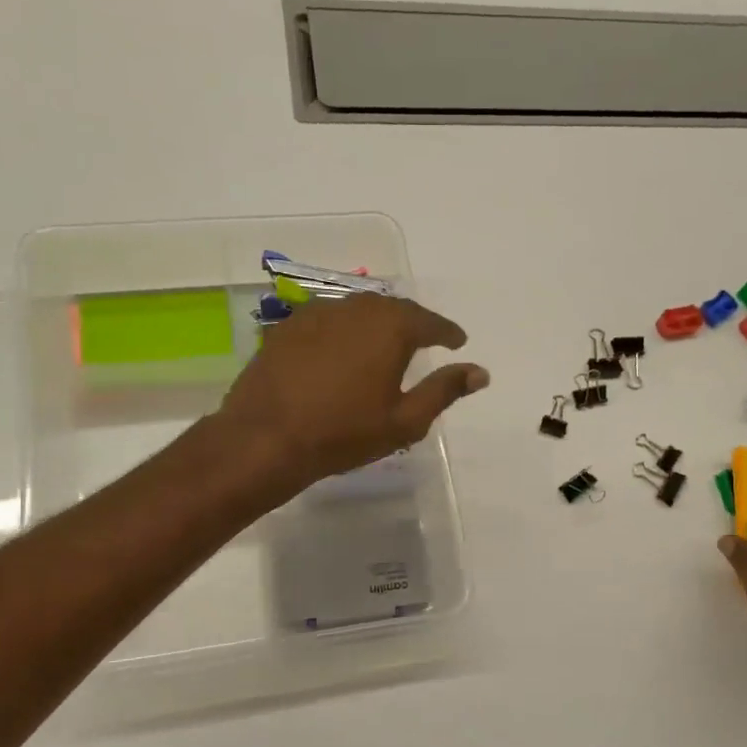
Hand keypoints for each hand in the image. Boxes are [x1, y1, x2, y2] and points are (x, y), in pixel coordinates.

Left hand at [215, 293, 488, 493]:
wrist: (266, 437)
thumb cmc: (344, 432)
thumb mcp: (405, 420)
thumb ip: (444, 390)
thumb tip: (480, 372)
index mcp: (391, 327)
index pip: (430, 322)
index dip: (447, 332)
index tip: (457, 341)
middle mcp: (356, 309)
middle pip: (394, 309)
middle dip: (413, 323)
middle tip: (424, 340)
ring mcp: (318, 313)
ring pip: (359, 311)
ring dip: (378, 324)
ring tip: (385, 344)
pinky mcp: (288, 327)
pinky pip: (329, 320)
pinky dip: (345, 330)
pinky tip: (343, 350)